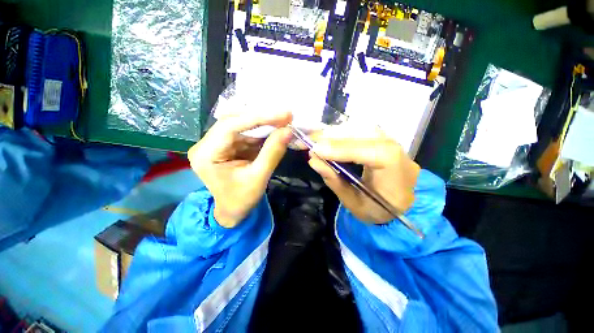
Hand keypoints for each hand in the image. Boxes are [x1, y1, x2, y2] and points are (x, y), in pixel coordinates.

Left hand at [188, 112, 292, 227]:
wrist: (233, 211)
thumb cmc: (242, 200)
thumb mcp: (259, 178)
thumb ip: (272, 152)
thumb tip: (288, 131)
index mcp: (206, 154)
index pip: (230, 126)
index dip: (259, 117)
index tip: (283, 114)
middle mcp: (207, 144)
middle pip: (235, 121)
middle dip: (262, 118)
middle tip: (286, 116)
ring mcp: (218, 143)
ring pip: (242, 124)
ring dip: (264, 123)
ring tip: (284, 121)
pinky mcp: (229, 145)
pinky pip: (246, 133)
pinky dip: (263, 131)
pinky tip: (275, 129)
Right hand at [308, 130, 420, 223]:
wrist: (403, 203)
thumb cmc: (380, 209)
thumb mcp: (355, 204)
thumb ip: (335, 181)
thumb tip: (313, 160)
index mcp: (395, 168)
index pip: (367, 152)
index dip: (340, 149)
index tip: (314, 150)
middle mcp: (394, 147)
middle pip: (360, 133)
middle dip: (330, 137)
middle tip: (307, 142)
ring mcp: (387, 139)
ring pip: (357, 128)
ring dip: (332, 133)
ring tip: (313, 140)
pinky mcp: (379, 138)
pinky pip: (357, 130)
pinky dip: (339, 134)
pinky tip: (326, 139)